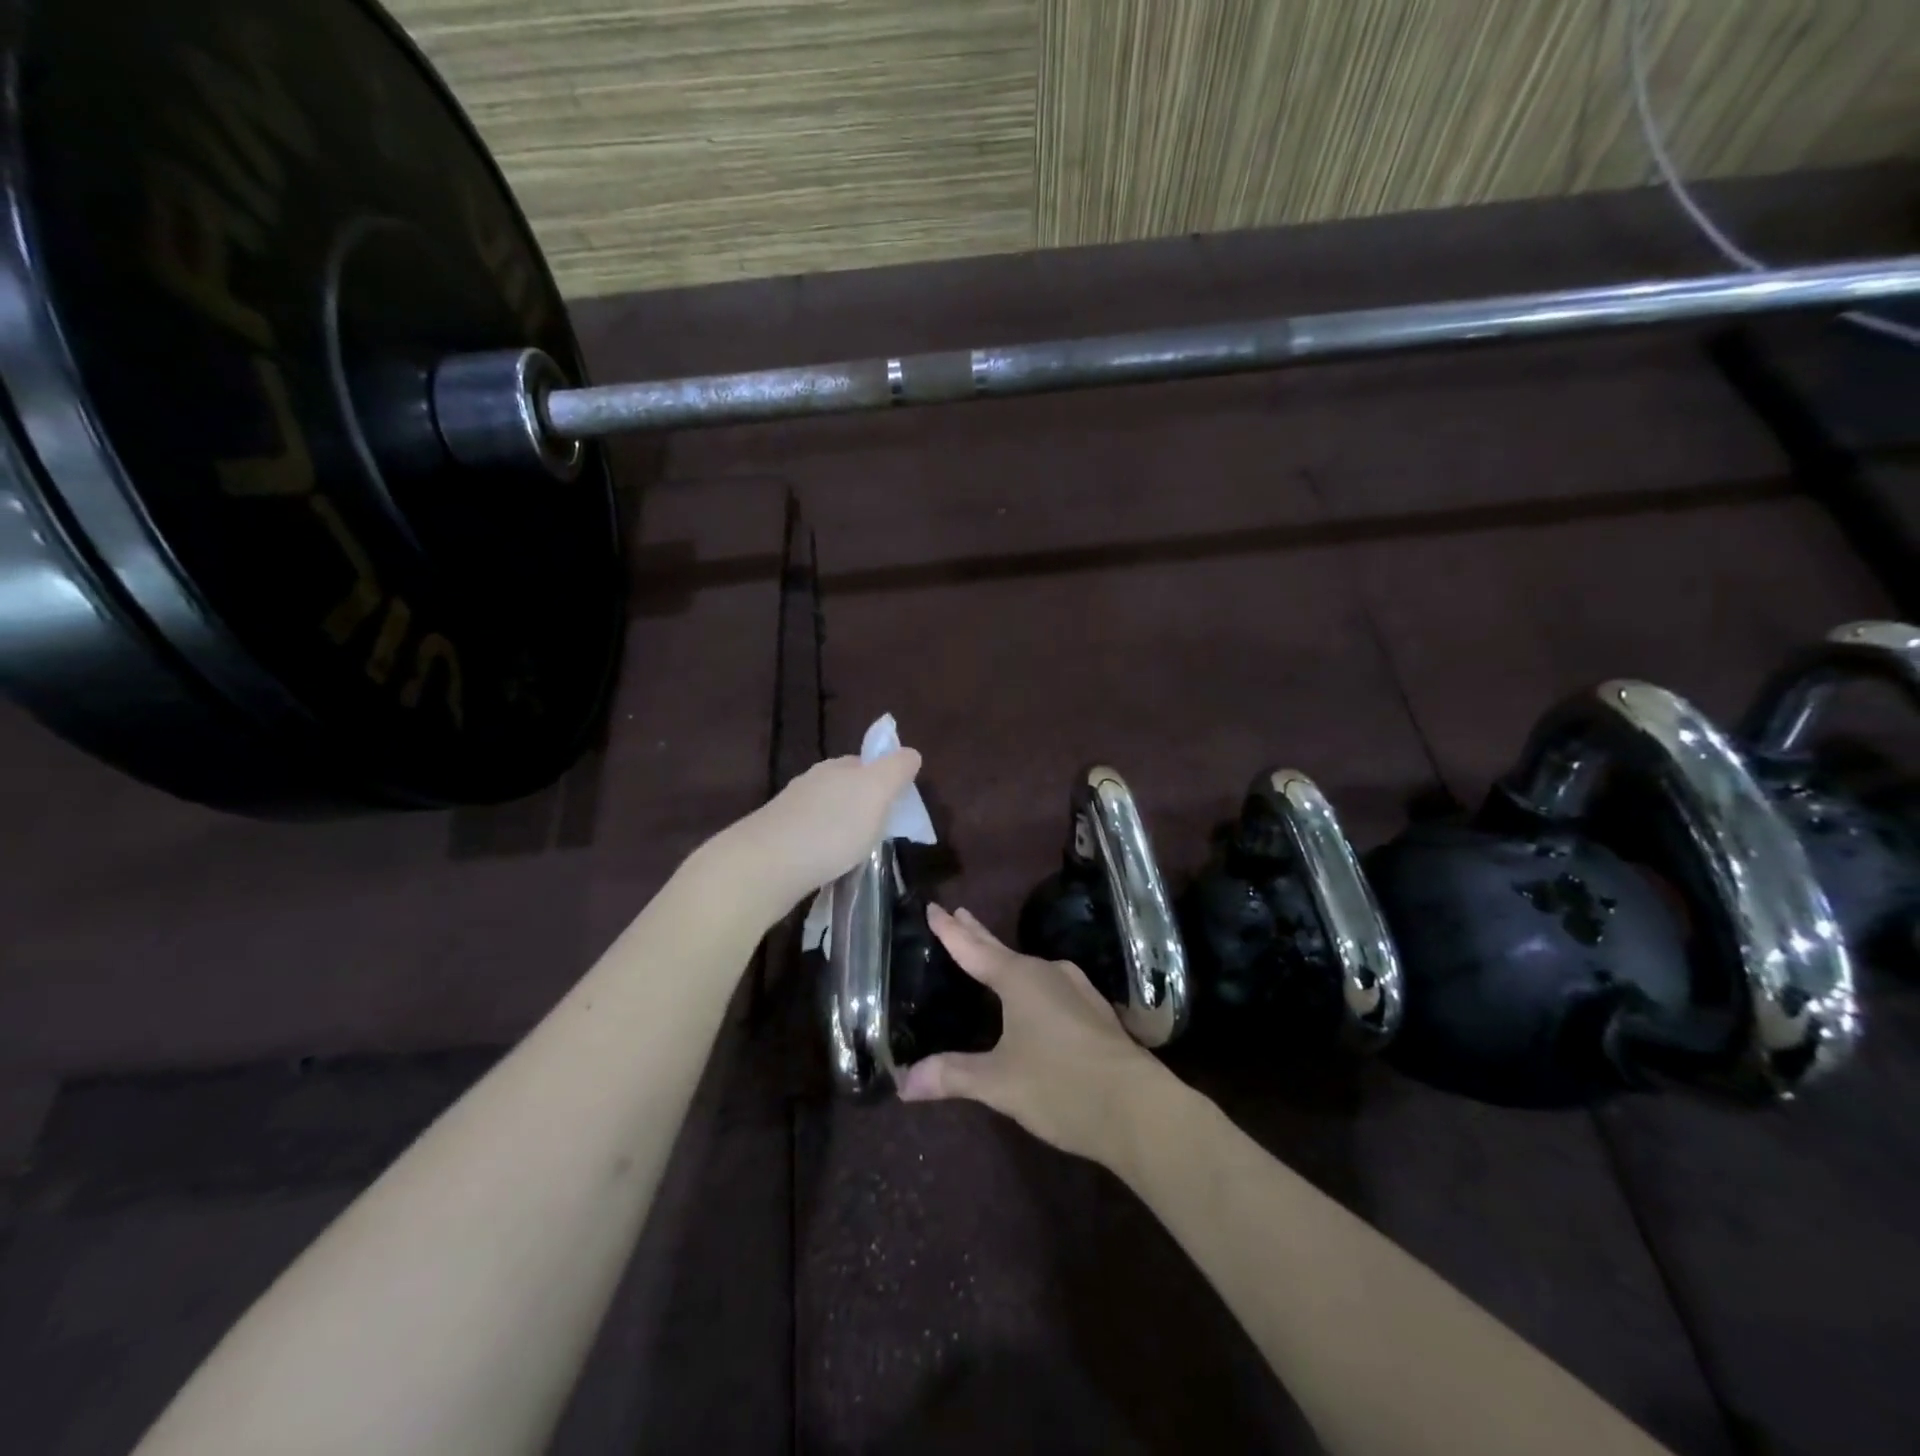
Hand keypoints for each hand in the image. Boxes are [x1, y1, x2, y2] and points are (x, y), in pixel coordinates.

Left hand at [727, 750, 923, 914]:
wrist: (766, 866)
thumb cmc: (832, 827)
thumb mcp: (876, 792)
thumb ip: (896, 770)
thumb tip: (910, 753)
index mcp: (837, 767)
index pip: (867, 763)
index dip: (886, 780)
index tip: (899, 807)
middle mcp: (811, 782)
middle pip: (846, 787)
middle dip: (863, 804)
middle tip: (882, 832)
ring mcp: (790, 811)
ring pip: (826, 812)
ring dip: (842, 826)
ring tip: (857, 852)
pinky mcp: (777, 840)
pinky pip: (810, 836)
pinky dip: (824, 846)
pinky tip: (829, 863)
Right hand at [897, 906, 1170, 1168]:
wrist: (1139, 1108)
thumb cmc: (1061, 1086)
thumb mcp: (999, 1083)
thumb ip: (952, 1076)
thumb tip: (904, 1082)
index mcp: (1020, 980)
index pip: (973, 949)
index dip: (950, 930)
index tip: (933, 906)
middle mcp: (1049, 974)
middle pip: (1002, 950)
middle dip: (977, 934)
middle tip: (958, 914)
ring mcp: (1077, 991)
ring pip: (1031, 968)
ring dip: (1006, 959)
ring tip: (990, 956)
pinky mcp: (1095, 1013)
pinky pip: (1051, 987)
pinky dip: (1031, 984)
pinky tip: (1035, 997)